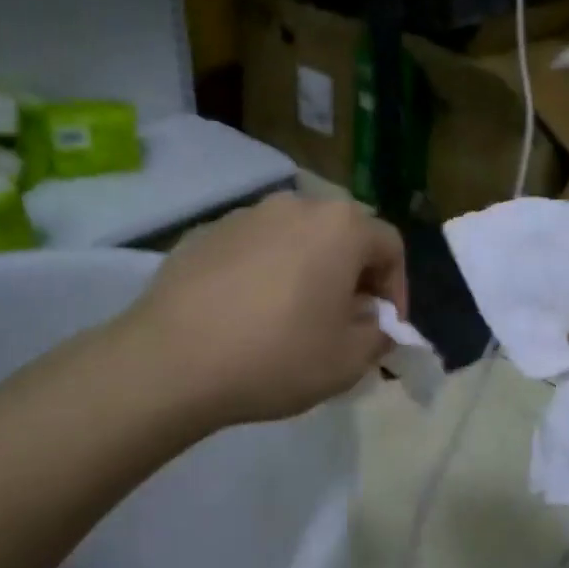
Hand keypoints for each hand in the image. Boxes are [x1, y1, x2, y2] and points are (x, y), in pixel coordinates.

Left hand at [118, 193, 406, 432]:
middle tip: (344, 320)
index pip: (390, 246)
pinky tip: (247, 313)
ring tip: (294, 315)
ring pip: (296, 238)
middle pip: (343, 235)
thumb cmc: (276, 356)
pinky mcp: (205, 233)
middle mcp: (296, 206)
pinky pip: (254, 248)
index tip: (385, 327)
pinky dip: (265, 272)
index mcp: (341, 227)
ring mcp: (246, 215)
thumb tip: (375, 324)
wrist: (171, 361)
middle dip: (353, 276)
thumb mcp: (348, 361)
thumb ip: (379, 336)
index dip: (397, 289)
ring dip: (308, 270)